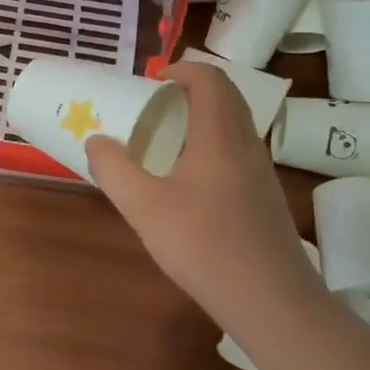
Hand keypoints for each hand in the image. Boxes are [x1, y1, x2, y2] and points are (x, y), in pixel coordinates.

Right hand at [87, 63, 319, 316]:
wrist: (272, 301)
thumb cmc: (204, 246)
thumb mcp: (144, 208)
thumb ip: (114, 170)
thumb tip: (97, 140)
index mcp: (220, 135)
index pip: (210, 78)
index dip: (182, 69)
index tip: (152, 81)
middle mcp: (246, 144)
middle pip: (226, 96)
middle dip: (191, 90)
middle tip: (156, 106)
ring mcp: (262, 172)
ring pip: (235, 125)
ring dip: (203, 118)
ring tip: (167, 141)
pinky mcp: (266, 197)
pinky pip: (238, 151)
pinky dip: (213, 145)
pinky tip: (190, 182)